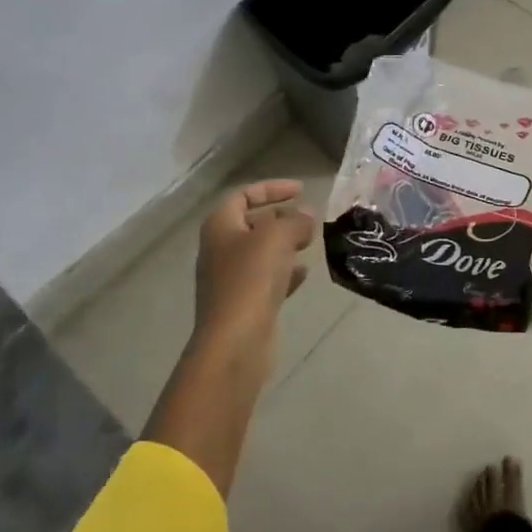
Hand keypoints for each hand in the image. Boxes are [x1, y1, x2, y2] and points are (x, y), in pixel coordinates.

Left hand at [194, 180, 316, 351]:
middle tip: (309, 219)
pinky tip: (304, 274)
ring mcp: (230, 279)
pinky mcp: (243, 304)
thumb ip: (296, 220)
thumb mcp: (278, 237)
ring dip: (286, 245)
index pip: (244, 195)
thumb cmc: (251, 280)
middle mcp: (220, 250)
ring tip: (310, 243)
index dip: (272, 189)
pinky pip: (266, 279)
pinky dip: (285, 272)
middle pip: (252, 224)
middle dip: (282, 218)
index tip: (301, 190)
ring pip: (261, 253)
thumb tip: (307, 216)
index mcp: (220, 226)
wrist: (235, 342)